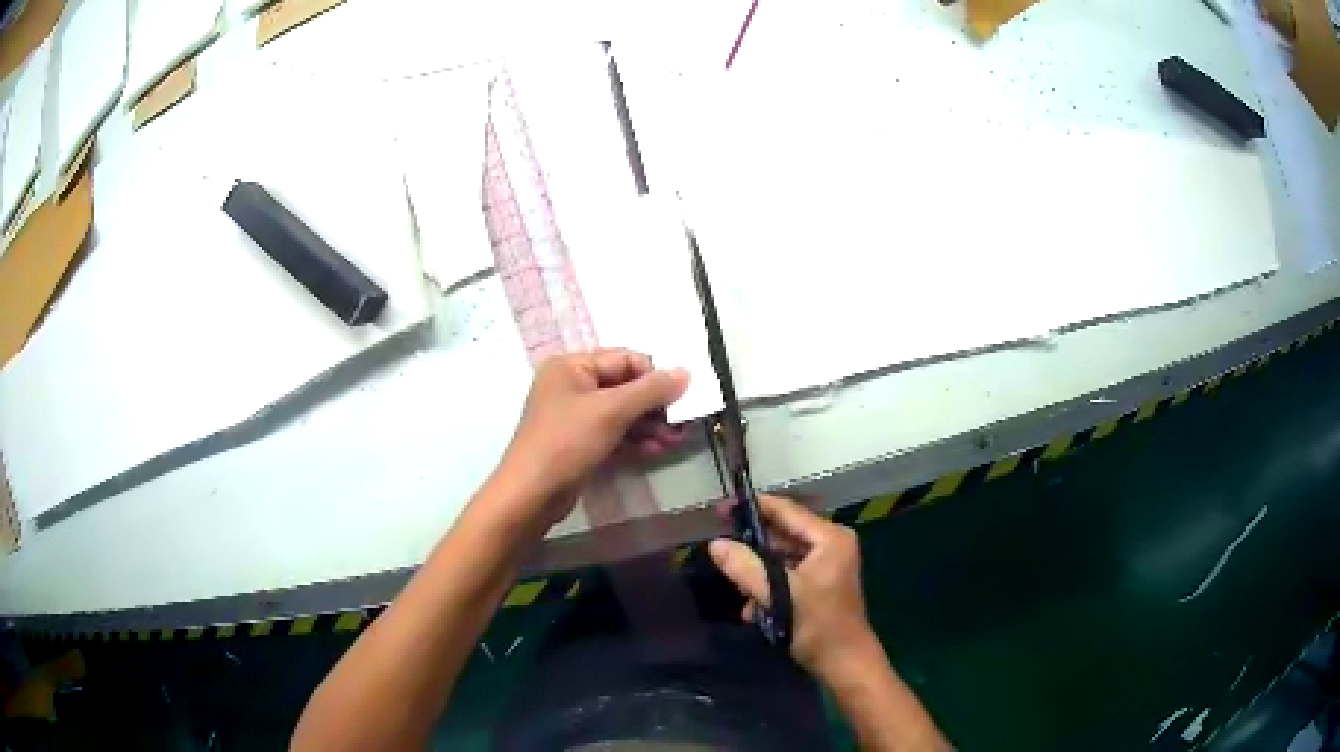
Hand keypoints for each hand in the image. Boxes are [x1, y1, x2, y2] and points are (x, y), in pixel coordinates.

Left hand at [495, 348, 688, 524]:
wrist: (531, 494)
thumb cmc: (566, 442)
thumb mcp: (611, 411)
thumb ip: (650, 390)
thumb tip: (685, 372)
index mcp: (571, 366)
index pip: (624, 358)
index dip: (653, 375)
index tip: (679, 397)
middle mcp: (571, 385)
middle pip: (624, 385)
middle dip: (653, 404)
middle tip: (681, 422)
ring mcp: (574, 415)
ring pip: (621, 411)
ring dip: (649, 424)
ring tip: (674, 440)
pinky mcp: (578, 442)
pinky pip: (613, 432)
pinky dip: (634, 439)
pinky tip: (655, 450)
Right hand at [709, 495, 877, 680]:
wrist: (845, 664)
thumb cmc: (819, 626)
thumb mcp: (780, 596)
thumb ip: (746, 568)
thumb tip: (715, 544)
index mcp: (830, 538)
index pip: (786, 511)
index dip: (753, 507)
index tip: (721, 508)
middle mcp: (830, 544)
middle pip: (782, 535)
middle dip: (752, 548)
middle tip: (719, 549)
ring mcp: (826, 564)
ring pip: (781, 557)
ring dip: (758, 573)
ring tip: (738, 590)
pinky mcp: (819, 583)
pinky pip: (787, 574)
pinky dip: (769, 587)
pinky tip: (753, 609)